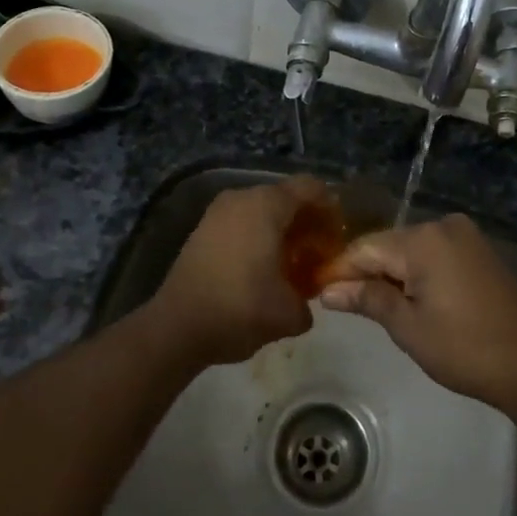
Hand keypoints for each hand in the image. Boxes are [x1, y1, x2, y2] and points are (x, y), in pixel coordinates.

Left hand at [144, 175, 328, 366]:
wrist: (176, 328)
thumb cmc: (240, 309)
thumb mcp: (290, 313)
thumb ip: (310, 300)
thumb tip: (306, 301)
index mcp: (267, 205)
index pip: (311, 187)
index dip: (331, 208)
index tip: (340, 236)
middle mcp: (242, 198)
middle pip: (287, 197)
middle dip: (308, 222)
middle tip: (321, 253)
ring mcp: (218, 212)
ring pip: (263, 210)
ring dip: (283, 231)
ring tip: (294, 264)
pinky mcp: (203, 229)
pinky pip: (242, 222)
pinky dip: (259, 237)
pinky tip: (265, 269)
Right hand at [315, 214, 516, 409]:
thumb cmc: (463, 348)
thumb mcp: (408, 327)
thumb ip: (367, 299)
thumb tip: (328, 291)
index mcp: (423, 239)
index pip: (365, 248)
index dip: (340, 270)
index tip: (316, 291)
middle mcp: (443, 225)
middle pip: (388, 245)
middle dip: (365, 271)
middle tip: (340, 303)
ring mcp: (464, 235)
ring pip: (410, 249)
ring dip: (390, 272)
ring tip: (369, 303)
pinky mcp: (478, 250)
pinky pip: (433, 253)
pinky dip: (416, 272)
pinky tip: (406, 296)